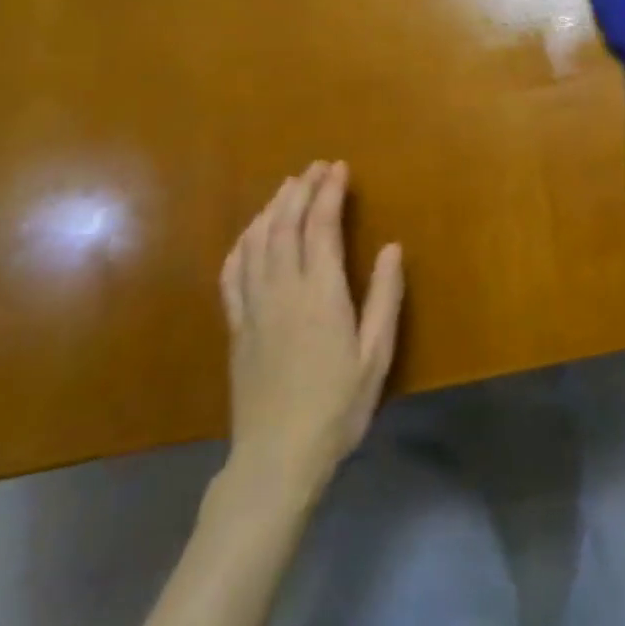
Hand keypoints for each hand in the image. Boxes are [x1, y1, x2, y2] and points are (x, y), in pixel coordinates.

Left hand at [217, 162, 404, 506]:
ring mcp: (254, 307)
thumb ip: (384, 297)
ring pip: (257, 243)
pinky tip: (251, 233)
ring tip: (288, 186)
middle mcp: (283, 290)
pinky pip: (233, 273)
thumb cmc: (338, 406)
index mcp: (321, 294)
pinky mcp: (236, 326)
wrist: (277, 458)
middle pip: (286, 225)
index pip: (321, 227)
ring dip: (272, 208)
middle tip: (316, 167)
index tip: (339, 169)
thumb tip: (391, 247)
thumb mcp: (376, 355)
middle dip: (301, 190)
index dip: (329, 193)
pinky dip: (242, 243)